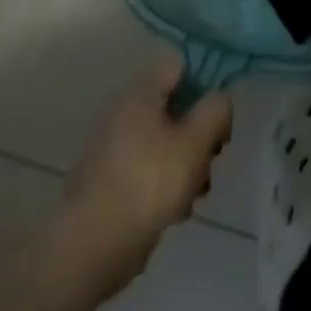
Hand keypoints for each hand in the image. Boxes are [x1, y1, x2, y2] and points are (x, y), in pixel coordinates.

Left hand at [63, 52, 232, 295]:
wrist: (91, 247)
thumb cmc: (148, 183)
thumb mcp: (196, 141)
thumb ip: (215, 111)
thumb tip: (218, 99)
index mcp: (140, 94)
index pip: (178, 64)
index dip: (205, 78)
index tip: (219, 109)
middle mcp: (124, 113)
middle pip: (175, 105)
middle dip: (199, 131)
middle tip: (212, 156)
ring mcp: (113, 148)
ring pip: (164, 140)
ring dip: (187, 161)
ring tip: (196, 191)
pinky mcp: (109, 181)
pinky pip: (148, 168)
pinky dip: (165, 183)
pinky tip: (176, 210)